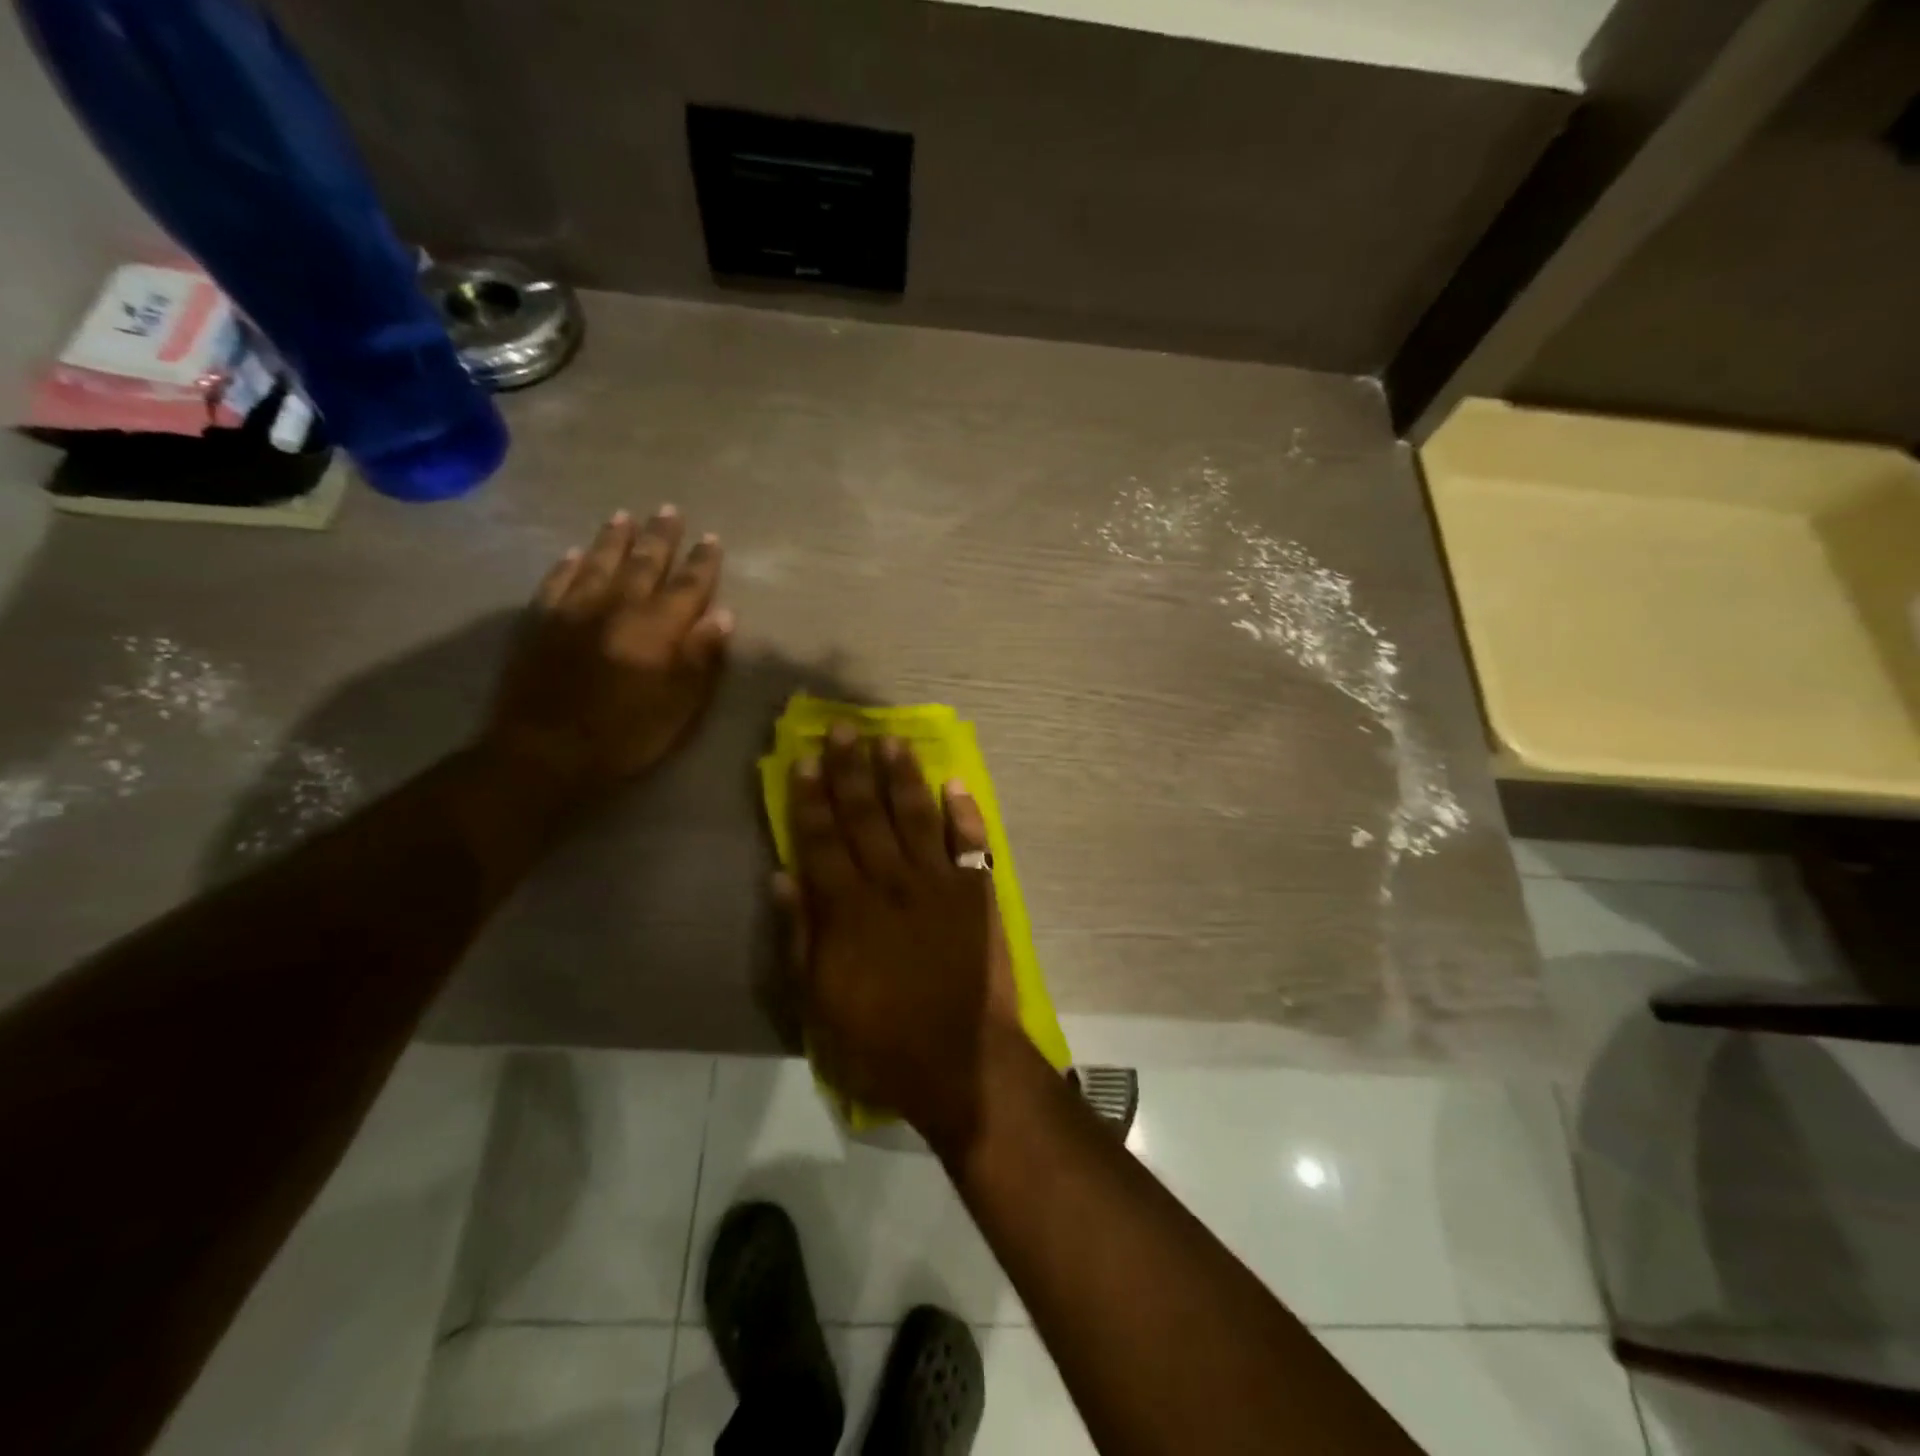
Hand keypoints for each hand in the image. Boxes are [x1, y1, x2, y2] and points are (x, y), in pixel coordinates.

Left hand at [484, 506, 732, 793]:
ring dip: (614, 539)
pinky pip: (556, 582)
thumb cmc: (625, 735)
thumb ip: (701, 657)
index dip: (702, 562)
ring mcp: (574, 610)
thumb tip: (723, 615)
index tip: (712, 538)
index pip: (687, 586)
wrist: (545, 752)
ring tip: (624, 517)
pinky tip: (573, 554)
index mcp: (657, 628)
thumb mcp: (679, 705)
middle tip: (670, 510)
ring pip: (598, 563)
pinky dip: (567, 565)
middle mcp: (617, 607)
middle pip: (644, 564)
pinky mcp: (540, 622)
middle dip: (660, 537)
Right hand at [779, 723, 1020, 1155]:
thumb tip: (782, 876)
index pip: (823, 840)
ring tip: (890, 742)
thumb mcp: (820, 1002)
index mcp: (849, 909)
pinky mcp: (976, 894)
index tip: (804, 760)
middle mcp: (892, 884)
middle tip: (844, 730)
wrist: (961, 1061)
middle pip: (867, 816)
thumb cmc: (880, 1041)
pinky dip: (964, 813)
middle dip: (852, 770)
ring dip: (903, 777)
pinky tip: (955, 784)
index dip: (811, 799)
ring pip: (917, 817)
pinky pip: (971, 844)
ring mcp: (939, 885)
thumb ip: (801, 936)